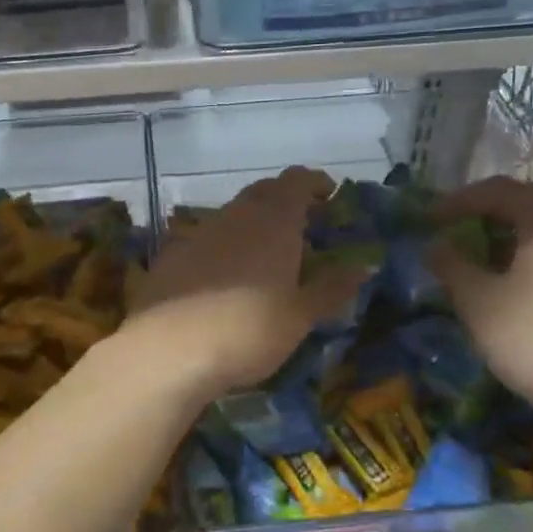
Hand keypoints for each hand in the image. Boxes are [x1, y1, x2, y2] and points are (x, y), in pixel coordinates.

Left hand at [120, 168, 366, 399]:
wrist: (168, 351)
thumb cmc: (248, 330)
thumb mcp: (299, 316)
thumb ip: (331, 289)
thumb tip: (363, 268)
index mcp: (274, 222)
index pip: (297, 181)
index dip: (314, 183)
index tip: (328, 198)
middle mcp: (236, 216)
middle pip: (263, 191)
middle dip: (284, 200)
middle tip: (302, 225)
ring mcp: (199, 233)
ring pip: (232, 213)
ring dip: (252, 223)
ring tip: (265, 253)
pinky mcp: (171, 256)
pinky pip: (205, 238)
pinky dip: (222, 246)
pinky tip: (222, 276)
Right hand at [428, 176, 532, 435]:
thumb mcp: (478, 302)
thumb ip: (452, 266)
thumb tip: (434, 245)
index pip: (499, 190)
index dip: (458, 200)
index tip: (429, 218)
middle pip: (530, 201)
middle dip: (488, 210)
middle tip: (457, 227)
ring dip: (513, 232)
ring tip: (484, 253)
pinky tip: (520, 281)